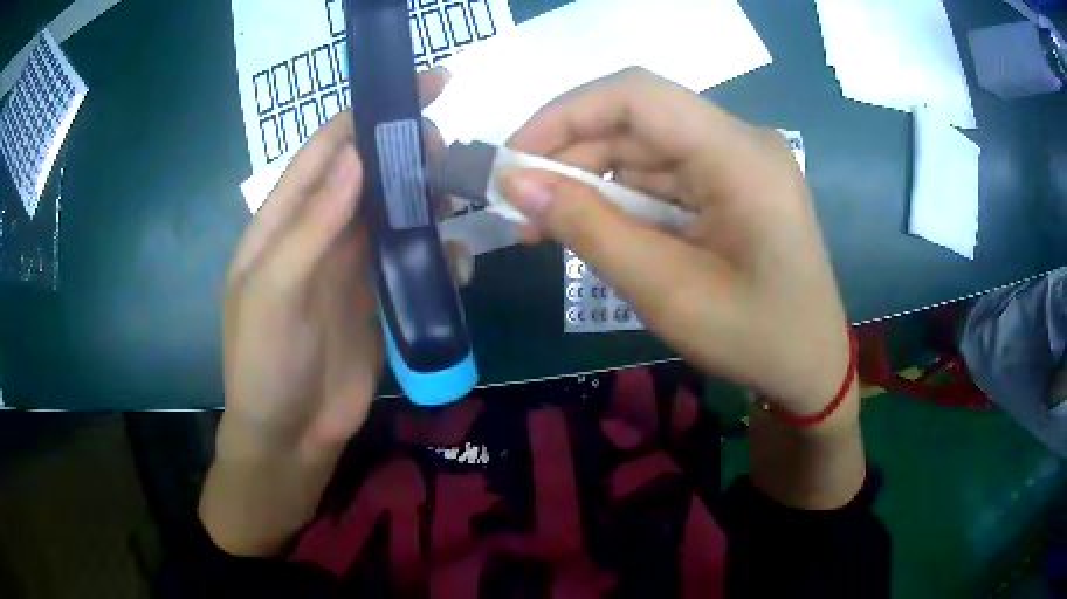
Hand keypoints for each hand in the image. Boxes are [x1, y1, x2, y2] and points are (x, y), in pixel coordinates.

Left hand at [221, 68, 452, 460]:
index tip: (419, 86)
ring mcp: (350, 266)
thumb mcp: (274, 293)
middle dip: (403, 150)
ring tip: (457, 190)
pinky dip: (436, 250)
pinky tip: (457, 256)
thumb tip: (354, 156)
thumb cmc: (266, 365)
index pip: (325, 150)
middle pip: (364, 174)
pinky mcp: (379, 298)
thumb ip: (311, 225)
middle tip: (443, 147)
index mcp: (282, 222)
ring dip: (423, 195)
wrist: (291, 437)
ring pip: (392, 211)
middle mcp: (318, 234)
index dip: (367, 113)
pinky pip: (411, 259)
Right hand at [501, 68, 851, 418]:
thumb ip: (589, 229)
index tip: (513, 161)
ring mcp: (739, 161)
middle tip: (519, 205)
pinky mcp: (732, 184)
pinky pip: (665, 174)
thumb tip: (516, 185)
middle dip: (570, 154)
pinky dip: (622, 197)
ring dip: (590, 179)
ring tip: (543, 224)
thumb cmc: (754, 339)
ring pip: (645, 147)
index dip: (564, 115)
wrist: (811, 369)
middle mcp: (741, 142)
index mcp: (740, 157)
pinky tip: (593, 226)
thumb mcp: (665, 291)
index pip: (637, 96)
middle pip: (638, 120)